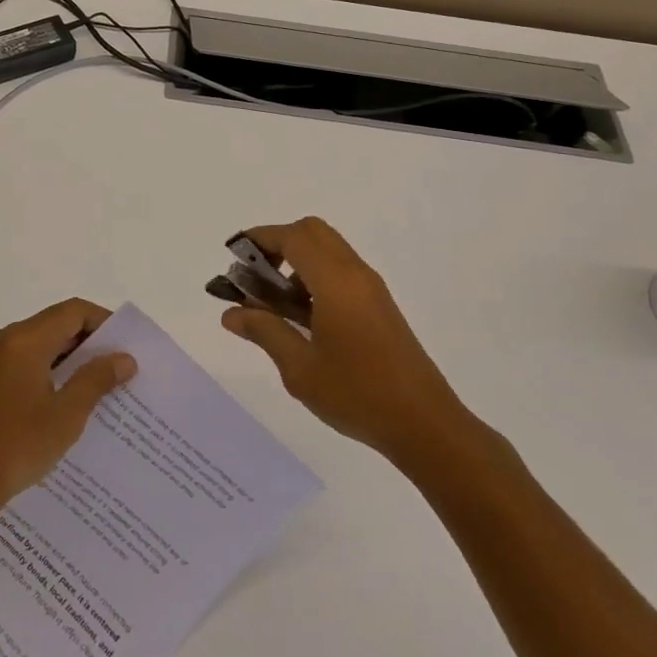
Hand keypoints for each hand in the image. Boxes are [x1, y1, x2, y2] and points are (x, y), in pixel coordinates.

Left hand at [0, 298, 136, 522]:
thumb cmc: (18, 444)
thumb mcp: (67, 413)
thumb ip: (97, 379)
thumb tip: (124, 358)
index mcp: (26, 339)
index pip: (73, 312)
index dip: (105, 322)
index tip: (129, 346)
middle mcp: (9, 341)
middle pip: (59, 325)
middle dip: (93, 343)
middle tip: (124, 367)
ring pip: (45, 346)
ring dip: (75, 361)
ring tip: (106, 387)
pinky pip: (31, 364)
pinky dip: (56, 374)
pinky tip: (74, 403)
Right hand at [222, 217, 472, 461]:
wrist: (426, 424)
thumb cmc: (358, 395)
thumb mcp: (300, 368)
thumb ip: (264, 331)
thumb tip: (231, 313)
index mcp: (336, 282)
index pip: (293, 237)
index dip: (259, 238)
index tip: (233, 256)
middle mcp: (356, 274)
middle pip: (312, 232)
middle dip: (277, 243)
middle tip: (254, 276)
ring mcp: (371, 289)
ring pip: (327, 251)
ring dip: (295, 262)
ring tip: (273, 305)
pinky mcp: (379, 306)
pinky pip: (340, 272)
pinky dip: (313, 278)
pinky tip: (301, 319)